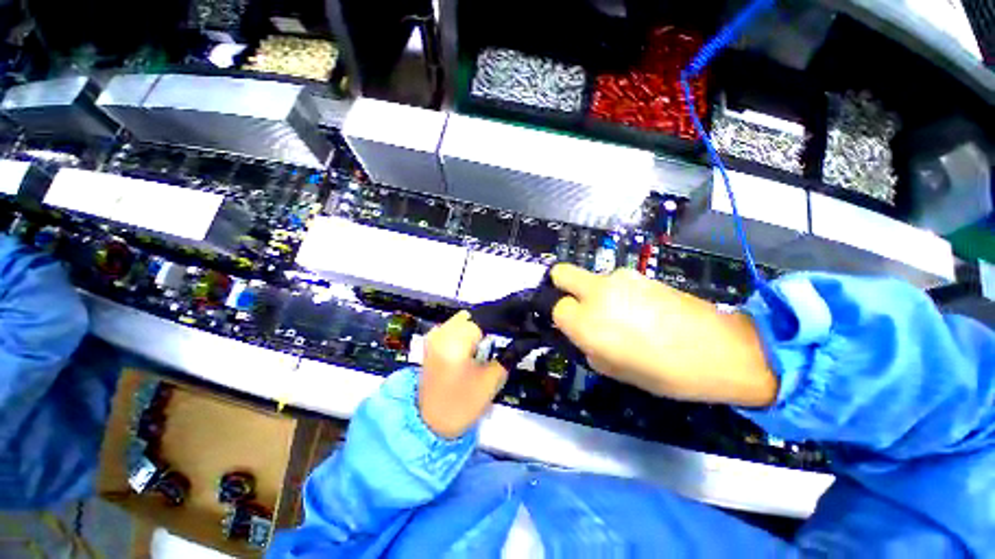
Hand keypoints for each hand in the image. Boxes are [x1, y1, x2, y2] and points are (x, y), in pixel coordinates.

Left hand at [418, 311, 507, 438]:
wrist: (429, 423)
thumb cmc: (462, 405)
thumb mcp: (491, 382)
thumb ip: (508, 356)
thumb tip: (521, 341)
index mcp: (455, 343)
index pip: (484, 319)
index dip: (503, 321)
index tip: (515, 327)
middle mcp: (442, 334)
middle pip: (473, 316)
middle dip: (489, 323)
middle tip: (503, 336)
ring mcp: (434, 337)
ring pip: (463, 319)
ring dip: (477, 326)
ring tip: (489, 341)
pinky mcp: (432, 342)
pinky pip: (453, 327)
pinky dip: (466, 331)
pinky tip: (474, 345)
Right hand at [550, 264, 776, 406]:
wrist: (722, 350)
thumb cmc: (664, 372)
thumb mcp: (613, 369)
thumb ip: (588, 345)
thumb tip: (582, 332)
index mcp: (586, 321)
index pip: (556, 308)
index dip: (563, 319)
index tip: (575, 329)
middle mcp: (597, 292)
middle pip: (561, 273)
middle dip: (561, 287)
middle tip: (578, 307)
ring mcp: (620, 278)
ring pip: (591, 279)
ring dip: (596, 293)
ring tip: (623, 316)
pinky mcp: (641, 273)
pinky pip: (615, 281)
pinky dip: (617, 292)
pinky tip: (641, 310)